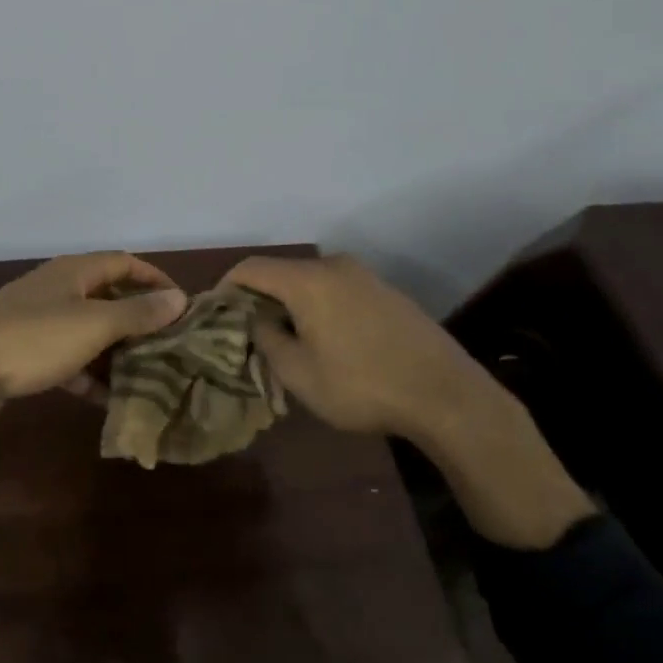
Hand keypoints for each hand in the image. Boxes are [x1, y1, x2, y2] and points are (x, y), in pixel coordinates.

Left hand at [0, 252, 187, 427]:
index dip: (155, 279)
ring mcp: (37, 321)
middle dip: (139, 321)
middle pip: (108, 298)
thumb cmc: (34, 339)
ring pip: (88, 332)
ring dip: (116, 351)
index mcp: (73, 272)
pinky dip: (88, 374)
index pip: (124, 263)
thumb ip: (137, 313)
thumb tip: (179, 298)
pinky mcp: (24, 353)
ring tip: (148, 376)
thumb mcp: (94, 325)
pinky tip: (108, 400)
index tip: (182, 306)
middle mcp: (57, 289)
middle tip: (170, 347)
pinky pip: (67, 359)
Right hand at [224, 254, 593, 548]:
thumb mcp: (299, 374)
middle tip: (249, 335)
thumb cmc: (363, 386)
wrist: (447, 396)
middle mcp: (335, 266)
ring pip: (310, 283)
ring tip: (287, 342)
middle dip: (259, 300)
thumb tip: (256, 321)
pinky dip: (319, 307)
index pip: (251, 268)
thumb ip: (267, 339)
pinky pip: (337, 291)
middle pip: (281, 273)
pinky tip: (327, 341)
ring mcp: (365, 276)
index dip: (225, 287)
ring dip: (290, 305)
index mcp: (308, 280)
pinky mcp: (386, 292)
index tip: (215, 314)